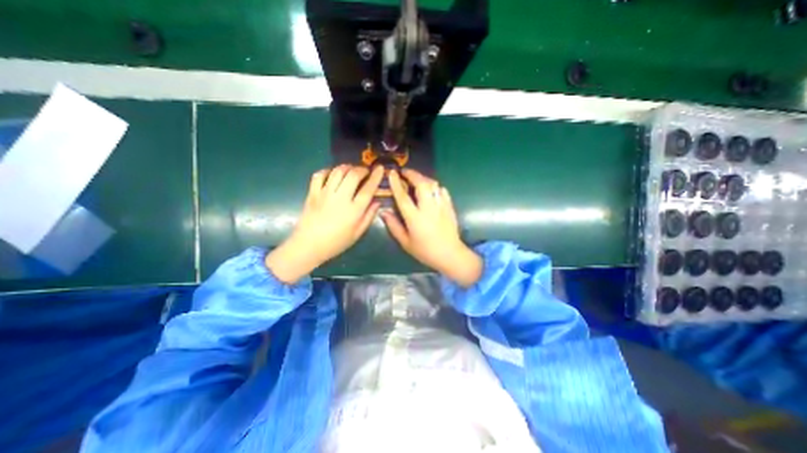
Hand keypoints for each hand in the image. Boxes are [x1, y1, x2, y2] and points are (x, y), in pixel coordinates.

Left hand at [266, 165, 383, 284]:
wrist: (308, 246)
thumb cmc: (336, 242)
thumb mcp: (357, 234)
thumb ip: (369, 216)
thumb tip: (377, 202)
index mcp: (354, 210)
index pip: (368, 188)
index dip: (376, 176)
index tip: (380, 168)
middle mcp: (340, 198)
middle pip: (353, 175)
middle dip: (361, 169)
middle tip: (365, 171)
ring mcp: (325, 194)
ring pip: (337, 171)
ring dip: (346, 167)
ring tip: (351, 170)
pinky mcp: (312, 193)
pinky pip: (320, 175)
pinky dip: (328, 171)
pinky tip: (332, 174)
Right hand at [382, 168, 480, 287]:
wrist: (450, 254)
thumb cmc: (425, 251)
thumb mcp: (405, 242)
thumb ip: (394, 226)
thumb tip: (384, 212)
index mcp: (415, 218)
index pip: (403, 197)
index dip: (396, 184)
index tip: (392, 173)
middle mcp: (428, 209)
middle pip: (421, 185)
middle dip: (413, 174)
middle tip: (405, 172)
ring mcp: (441, 206)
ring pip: (433, 185)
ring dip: (423, 178)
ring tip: (417, 178)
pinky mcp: (449, 207)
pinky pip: (442, 191)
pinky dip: (435, 186)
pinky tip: (431, 189)